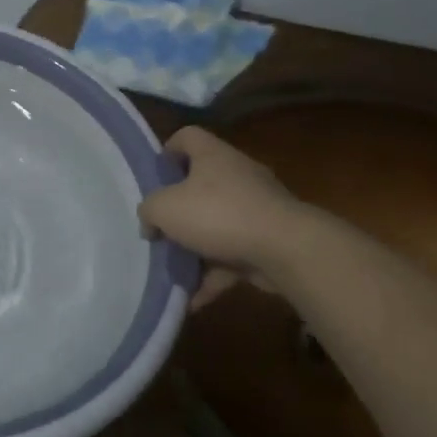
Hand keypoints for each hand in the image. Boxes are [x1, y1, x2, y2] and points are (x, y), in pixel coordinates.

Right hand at [138, 126, 307, 308]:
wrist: (287, 250)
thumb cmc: (218, 214)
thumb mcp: (164, 208)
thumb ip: (148, 211)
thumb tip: (151, 224)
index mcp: (213, 156)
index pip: (187, 137)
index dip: (167, 151)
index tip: (155, 176)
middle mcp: (238, 175)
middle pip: (202, 183)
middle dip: (179, 208)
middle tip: (160, 228)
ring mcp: (258, 209)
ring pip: (218, 223)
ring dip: (196, 247)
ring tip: (173, 270)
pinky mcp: (270, 240)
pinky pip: (234, 256)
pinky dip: (215, 276)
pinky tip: (194, 299)